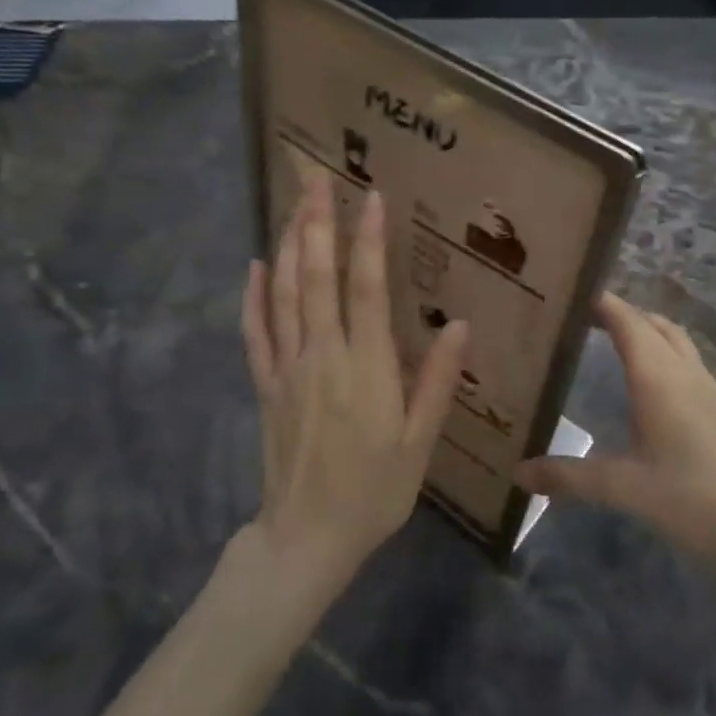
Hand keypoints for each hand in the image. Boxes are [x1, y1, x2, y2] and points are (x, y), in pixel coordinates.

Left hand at [241, 173, 468, 583]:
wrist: (307, 537)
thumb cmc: (374, 491)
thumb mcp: (420, 442)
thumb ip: (437, 382)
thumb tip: (461, 326)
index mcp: (366, 368)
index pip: (367, 289)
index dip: (369, 241)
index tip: (371, 197)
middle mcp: (323, 356)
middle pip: (316, 277)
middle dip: (317, 222)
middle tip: (316, 177)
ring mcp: (287, 368)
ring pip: (284, 294)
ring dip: (287, 244)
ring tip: (293, 204)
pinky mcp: (266, 385)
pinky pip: (255, 332)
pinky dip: (254, 296)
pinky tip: (256, 266)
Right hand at [515, 292, 715, 566]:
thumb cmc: (691, 498)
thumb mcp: (622, 488)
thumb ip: (568, 477)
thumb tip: (517, 472)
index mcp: (658, 377)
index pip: (627, 320)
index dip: (601, 302)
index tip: (569, 292)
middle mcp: (684, 371)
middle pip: (652, 323)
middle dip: (620, 311)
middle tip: (581, 317)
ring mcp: (707, 388)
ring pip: (674, 339)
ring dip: (645, 328)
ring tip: (611, 338)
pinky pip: (686, 359)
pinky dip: (662, 350)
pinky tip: (648, 381)